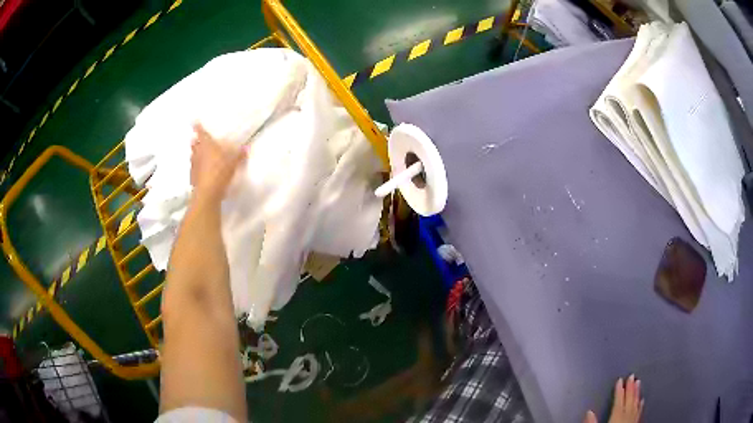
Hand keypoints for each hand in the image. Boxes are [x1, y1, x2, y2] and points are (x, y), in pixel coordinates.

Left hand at [190, 123, 246, 201]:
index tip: (195, 122)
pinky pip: (193, 168)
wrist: (207, 192)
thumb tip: (247, 147)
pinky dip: (195, 166)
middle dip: (196, 140)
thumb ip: (240, 155)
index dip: (198, 127)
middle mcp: (198, 153)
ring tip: (198, 152)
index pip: (201, 133)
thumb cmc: (220, 172)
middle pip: (195, 143)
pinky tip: (199, 169)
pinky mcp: (192, 177)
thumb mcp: (234, 163)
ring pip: (193, 155)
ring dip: (194, 153)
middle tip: (197, 138)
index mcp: (207, 145)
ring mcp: (194, 165)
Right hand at [584, 375, 643, 422]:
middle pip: (629, 399)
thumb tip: (589, 412)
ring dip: (637, 392)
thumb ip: (593, 422)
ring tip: (638, 382)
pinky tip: (642, 400)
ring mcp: (633, 418)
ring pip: (636, 403)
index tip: (620, 380)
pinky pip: (640, 411)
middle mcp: (627, 415)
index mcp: (617, 416)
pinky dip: (641, 404)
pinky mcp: (636, 422)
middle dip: (630, 387)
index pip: (618, 400)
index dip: (619, 390)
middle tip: (632, 375)